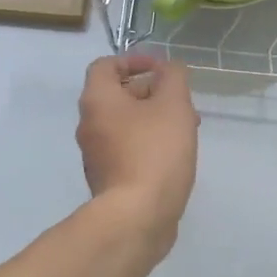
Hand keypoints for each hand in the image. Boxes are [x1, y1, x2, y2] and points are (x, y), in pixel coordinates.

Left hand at [77, 54, 199, 253]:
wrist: (137, 216)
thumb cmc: (155, 152)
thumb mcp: (173, 105)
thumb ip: (173, 77)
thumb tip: (167, 69)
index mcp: (98, 101)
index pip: (106, 66)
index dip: (134, 60)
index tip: (162, 69)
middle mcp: (89, 125)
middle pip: (117, 95)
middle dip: (152, 91)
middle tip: (182, 101)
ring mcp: (96, 155)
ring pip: (125, 124)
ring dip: (153, 118)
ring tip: (187, 128)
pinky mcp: (108, 179)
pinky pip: (127, 149)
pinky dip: (148, 143)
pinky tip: (175, 155)